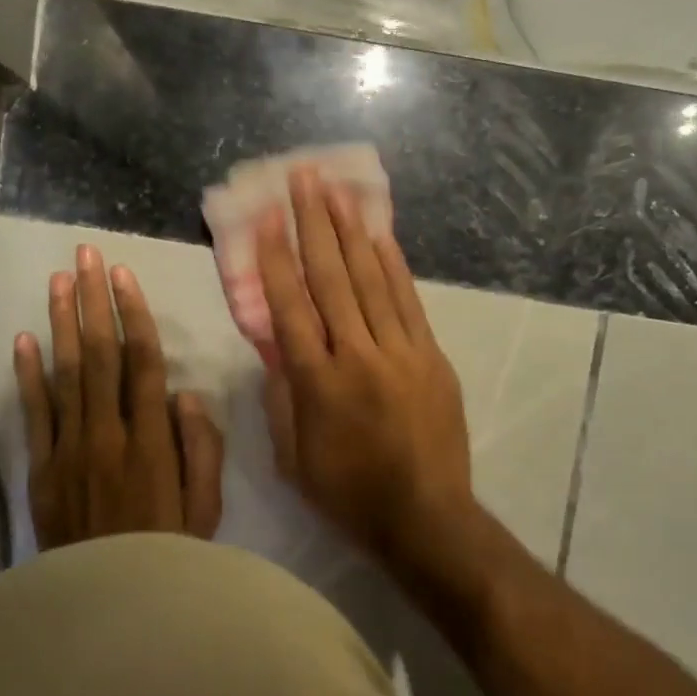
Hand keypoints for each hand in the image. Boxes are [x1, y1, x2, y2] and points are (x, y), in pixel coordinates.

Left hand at [13, 244, 223, 549]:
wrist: (109, 606)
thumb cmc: (170, 553)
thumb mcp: (207, 507)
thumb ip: (202, 448)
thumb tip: (185, 393)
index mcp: (152, 441)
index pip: (143, 362)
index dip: (133, 314)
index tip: (123, 275)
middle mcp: (108, 434)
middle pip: (99, 354)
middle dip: (93, 300)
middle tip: (84, 255)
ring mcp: (69, 449)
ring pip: (65, 373)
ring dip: (62, 321)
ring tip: (58, 279)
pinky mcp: (41, 469)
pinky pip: (35, 413)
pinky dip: (28, 374)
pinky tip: (25, 337)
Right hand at [255, 167, 479, 576]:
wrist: (426, 517)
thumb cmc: (349, 494)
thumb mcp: (293, 457)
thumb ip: (281, 396)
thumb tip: (275, 346)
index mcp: (316, 383)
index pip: (289, 306)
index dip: (275, 258)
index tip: (266, 217)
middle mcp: (356, 355)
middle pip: (331, 278)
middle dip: (314, 224)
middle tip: (303, 178)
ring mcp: (400, 351)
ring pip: (371, 279)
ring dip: (352, 231)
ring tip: (336, 190)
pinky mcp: (430, 356)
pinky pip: (407, 300)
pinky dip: (392, 264)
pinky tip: (379, 234)